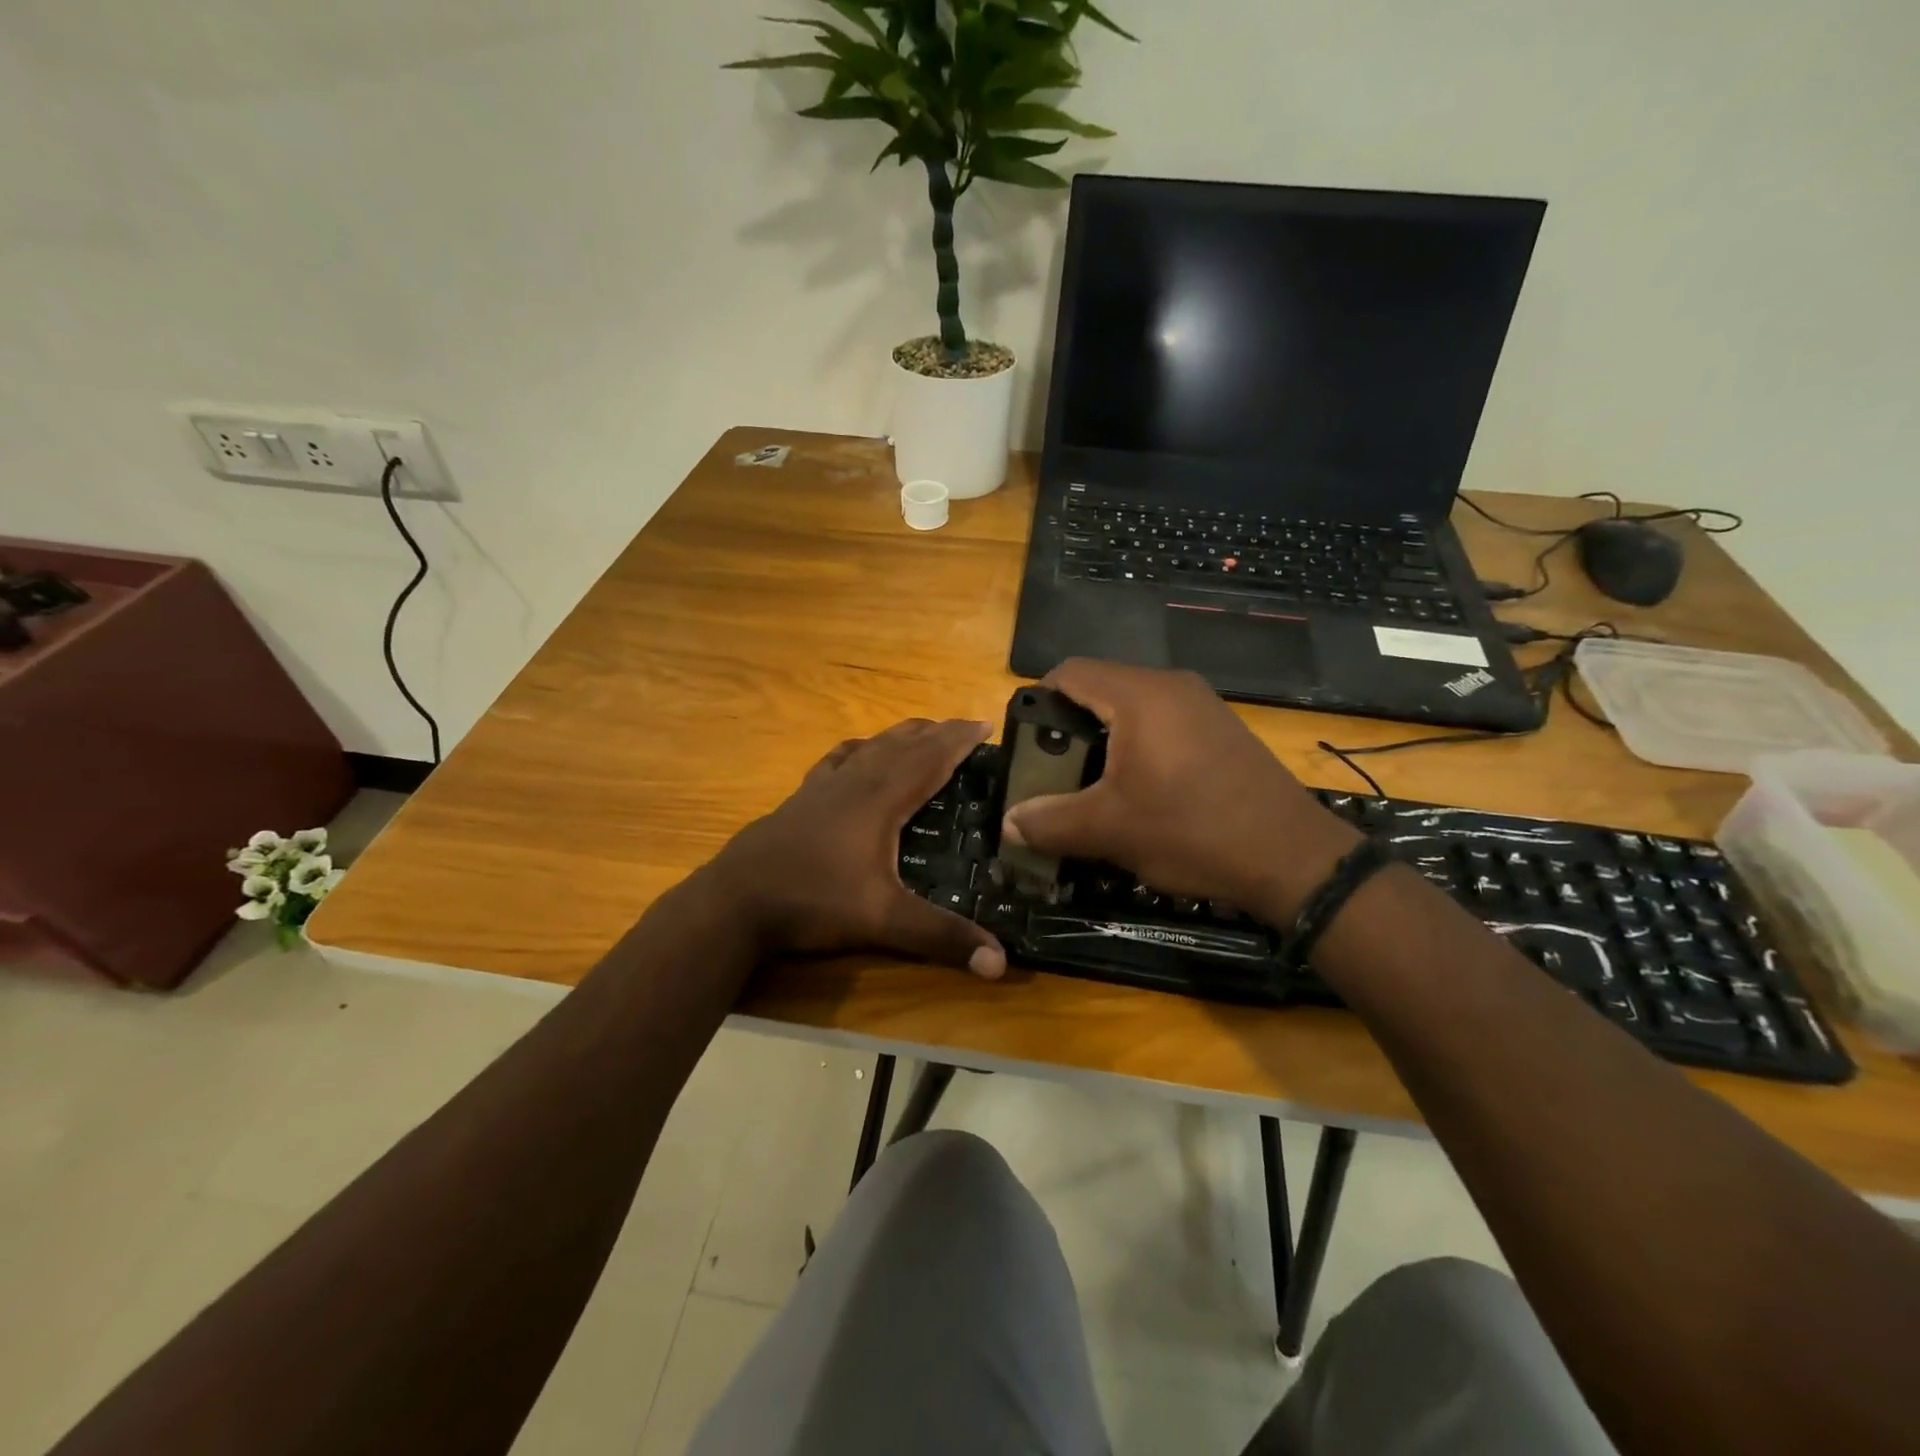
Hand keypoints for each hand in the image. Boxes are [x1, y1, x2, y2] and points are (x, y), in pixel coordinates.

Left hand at [704, 719, 1007, 979]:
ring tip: (923, 730)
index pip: (929, 759)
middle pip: (903, 745)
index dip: (958, 740)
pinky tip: (858, 751)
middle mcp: (855, 782)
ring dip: (902, 735)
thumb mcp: (882, 921)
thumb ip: (940, 937)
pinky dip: (859, 748)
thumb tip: (1000, 964)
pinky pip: (838, 760)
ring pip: (871, 747)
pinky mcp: (801, 797)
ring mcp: (824, 787)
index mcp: (880, 800)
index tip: (985, 724)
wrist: (735, 901)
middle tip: (965, 727)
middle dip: (937, 733)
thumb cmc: (813, 902)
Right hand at [1000, 660, 1356, 921]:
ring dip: (1104, 740)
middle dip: (1069, 728)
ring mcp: (1203, 706)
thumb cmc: (1192, 831)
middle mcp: (1172, 686)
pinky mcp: (1222, 730)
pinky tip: (1140, 790)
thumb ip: (1050, 822)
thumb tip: (1007, 823)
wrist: (1294, 858)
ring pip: (1133, 708)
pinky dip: (1138, 747)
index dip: (1037, 701)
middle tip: (1054, 771)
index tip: (1026, 743)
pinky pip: (1163, 723)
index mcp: (1140, 695)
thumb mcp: (1110, 829)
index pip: (1070, 673)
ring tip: (1091, 785)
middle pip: (1100, 688)